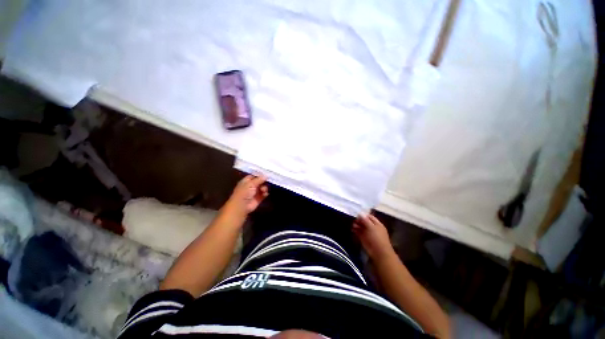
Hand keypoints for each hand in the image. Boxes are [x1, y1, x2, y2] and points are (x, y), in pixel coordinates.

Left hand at [224, 175, 268, 217]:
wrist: (242, 206)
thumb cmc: (244, 192)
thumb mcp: (251, 184)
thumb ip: (259, 179)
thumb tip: (266, 175)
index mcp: (246, 181)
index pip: (253, 176)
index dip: (259, 175)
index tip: (266, 173)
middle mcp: (250, 186)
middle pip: (259, 182)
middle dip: (264, 181)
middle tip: (269, 180)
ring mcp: (255, 193)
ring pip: (262, 188)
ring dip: (265, 188)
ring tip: (264, 190)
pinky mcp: (258, 199)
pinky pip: (264, 194)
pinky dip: (265, 193)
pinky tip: (265, 194)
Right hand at [352, 213, 393, 259]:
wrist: (379, 253)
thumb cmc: (377, 238)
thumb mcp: (371, 227)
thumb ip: (365, 220)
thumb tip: (360, 213)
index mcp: (377, 224)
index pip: (370, 217)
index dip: (364, 215)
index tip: (357, 214)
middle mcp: (373, 228)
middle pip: (365, 222)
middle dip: (359, 220)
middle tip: (354, 220)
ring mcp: (368, 234)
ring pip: (361, 227)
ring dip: (357, 225)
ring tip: (353, 225)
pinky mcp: (364, 239)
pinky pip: (359, 233)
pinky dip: (356, 231)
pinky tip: (352, 229)